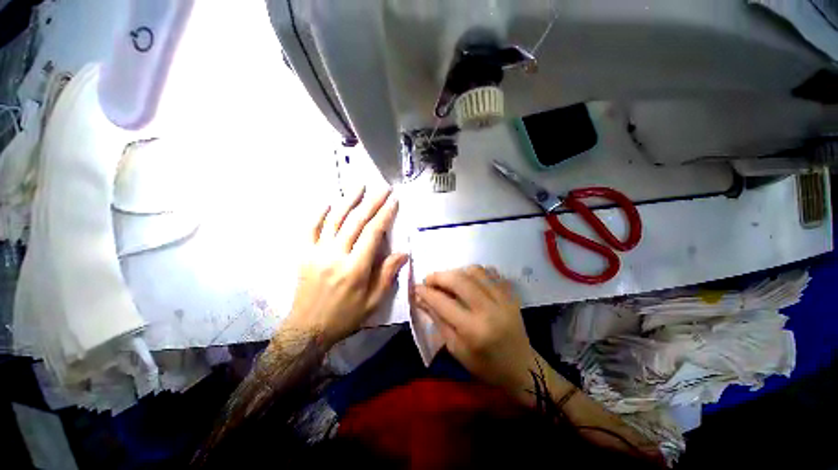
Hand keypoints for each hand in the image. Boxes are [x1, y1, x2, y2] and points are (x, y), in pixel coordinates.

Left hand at [285, 187, 407, 346]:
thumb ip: (387, 274)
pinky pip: (310, 228)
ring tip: (359, 185)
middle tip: (383, 188)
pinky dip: (319, 213)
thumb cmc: (345, 316)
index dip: (385, 215)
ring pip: (334, 219)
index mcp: (355, 268)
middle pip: (356, 221)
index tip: (394, 201)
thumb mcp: (373, 301)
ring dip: (348, 200)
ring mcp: (317, 252)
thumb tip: (404, 252)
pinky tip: (328, 201)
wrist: (308, 329)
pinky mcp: (304, 254)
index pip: (373, 233)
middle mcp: (336, 255)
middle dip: (372, 202)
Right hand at [415, 265, 536, 395]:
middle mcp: (489, 310)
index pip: (443, 302)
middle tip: (429, 280)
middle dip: (439, 276)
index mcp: (473, 330)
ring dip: (457, 271)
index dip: (426, 292)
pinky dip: (475, 273)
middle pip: (459, 280)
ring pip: (475, 271)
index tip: (416, 287)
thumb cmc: (485, 366)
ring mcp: (503, 299)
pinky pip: (491, 273)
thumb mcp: (456, 349)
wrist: (522, 368)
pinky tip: (469, 280)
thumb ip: (438, 320)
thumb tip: (421, 299)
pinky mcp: (511, 295)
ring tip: (449, 280)